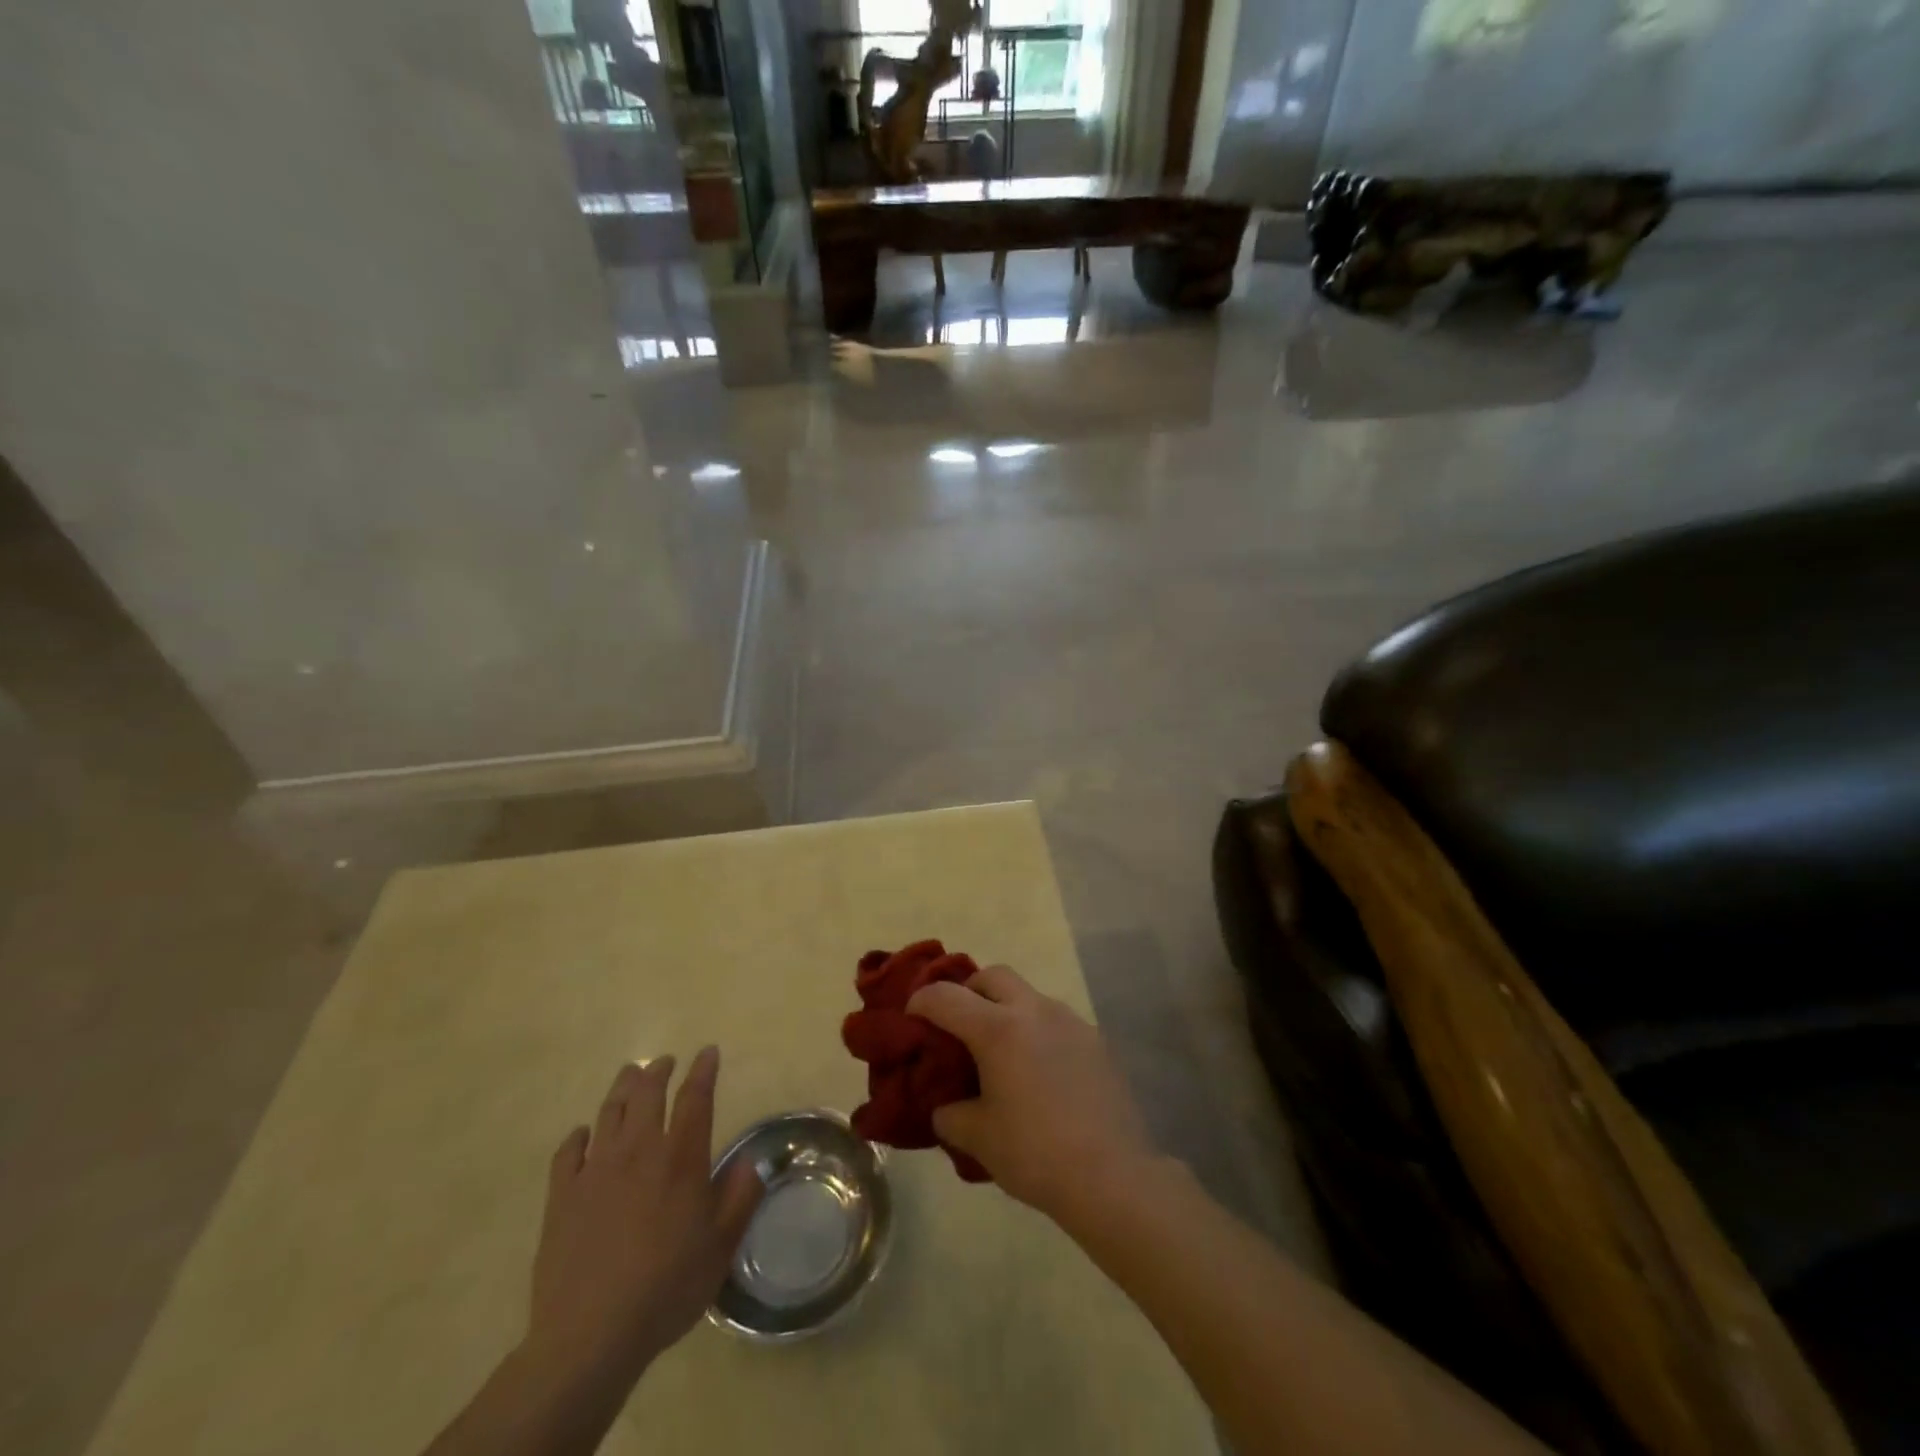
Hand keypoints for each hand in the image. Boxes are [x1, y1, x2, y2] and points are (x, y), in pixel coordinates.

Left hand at [525, 1049, 763, 1388]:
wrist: (590, 1335)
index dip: (703, 1070)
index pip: (695, 1098)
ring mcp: (596, 1170)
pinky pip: (569, 1151)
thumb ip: (740, 1197)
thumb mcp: (721, 1246)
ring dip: (622, 1088)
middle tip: (665, 1062)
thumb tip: (752, 1161)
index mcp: (680, 1158)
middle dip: (658, 1070)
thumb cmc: (666, 1287)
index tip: (708, 1052)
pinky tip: (584, 1135)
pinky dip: (579, 1135)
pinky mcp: (562, 1196)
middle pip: (647, 1093)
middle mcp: (639, 1150)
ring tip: (630, 1076)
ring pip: (609, 1112)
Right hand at [906, 965, 1157, 1223]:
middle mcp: (1034, 1011)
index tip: (912, 1016)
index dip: (922, 1001)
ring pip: (1028, 995)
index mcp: (998, 1029)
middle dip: (969, 991)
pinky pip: (1055, 1021)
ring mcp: (1069, 1021)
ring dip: (1006, 1009)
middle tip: (958, 1025)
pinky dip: (1036, 1032)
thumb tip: (947, 1107)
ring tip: (1001, 1053)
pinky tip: (1038, 1072)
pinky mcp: (1095, 1040)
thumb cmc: (1035, 1153)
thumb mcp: (978, 1138)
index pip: (946, 997)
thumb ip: (951, 1114)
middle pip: (993, 976)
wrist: (1112, 1176)